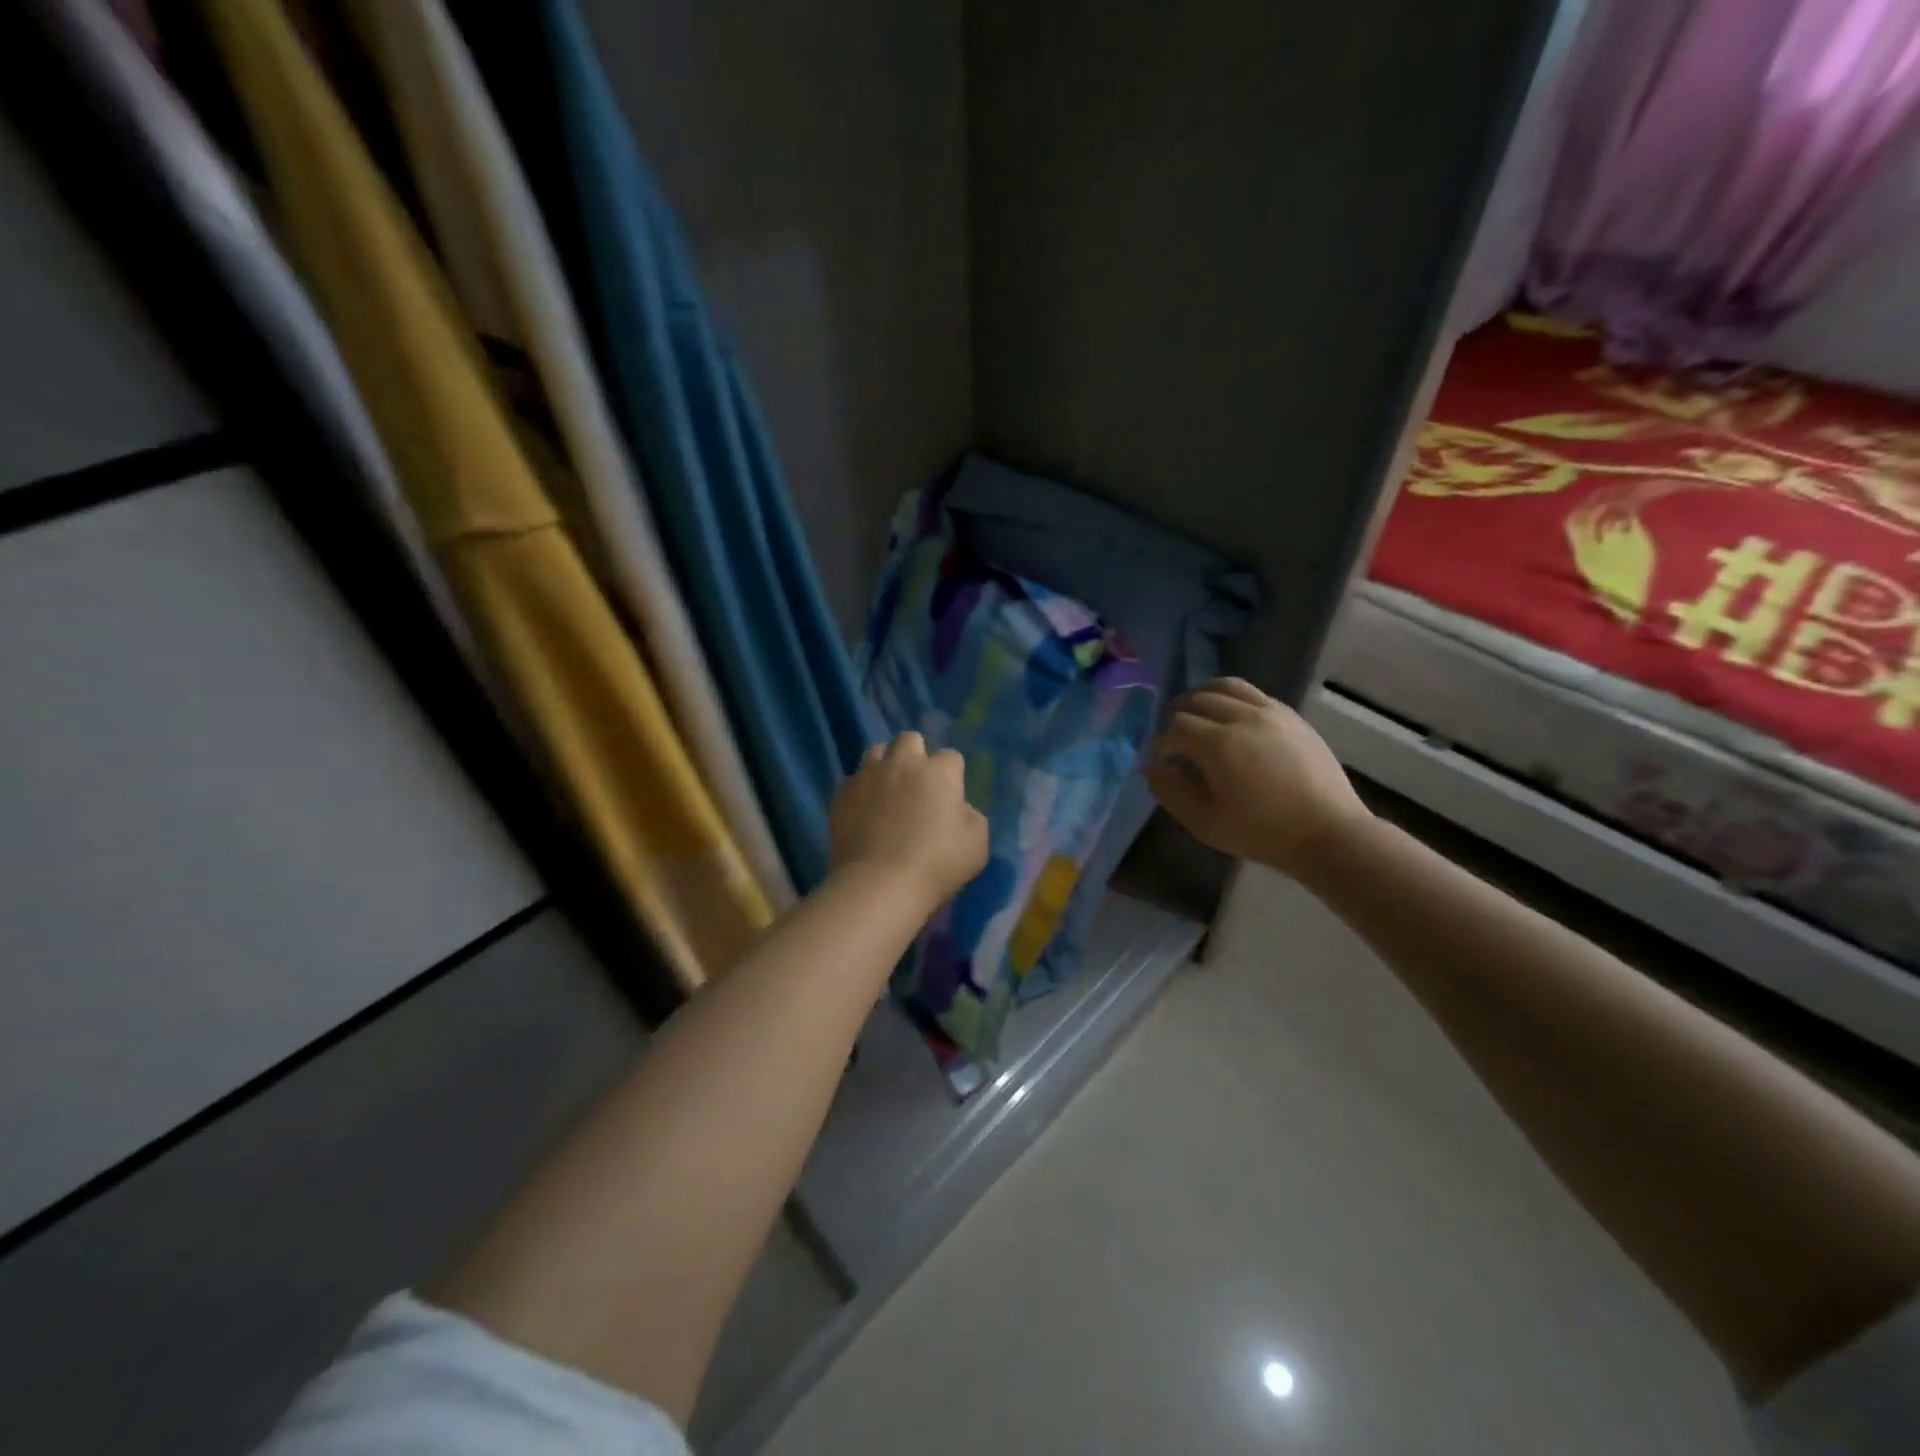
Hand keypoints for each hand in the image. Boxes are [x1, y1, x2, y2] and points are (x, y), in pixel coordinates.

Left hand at [830, 732, 988, 912]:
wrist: (879, 884)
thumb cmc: (936, 865)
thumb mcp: (976, 844)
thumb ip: (971, 816)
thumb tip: (958, 808)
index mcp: (938, 772)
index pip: (950, 756)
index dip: (952, 774)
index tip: (950, 796)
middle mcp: (902, 764)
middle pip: (910, 739)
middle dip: (916, 754)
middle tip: (917, 783)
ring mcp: (868, 776)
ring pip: (876, 750)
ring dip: (885, 763)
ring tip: (887, 788)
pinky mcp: (842, 794)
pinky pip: (853, 780)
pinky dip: (861, 789)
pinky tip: (864, 810)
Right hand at [1145, 678, 1370, 875]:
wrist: (1327, 832)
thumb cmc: (1261, 832)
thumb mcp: (1204, 822)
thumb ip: (1171, 792)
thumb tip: (1153, 768)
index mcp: (1219, 744)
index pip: (1176, 727)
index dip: (1162, 743)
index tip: (1163, 762)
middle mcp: (1243, 717)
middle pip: (1197, 700)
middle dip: (1179, 717)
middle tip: (1177, 740)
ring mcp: (1271, 712)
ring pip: (1226, 687)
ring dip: (1204, 697)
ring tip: (1198, 715)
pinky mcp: (1291, 716)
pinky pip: (1253, 693)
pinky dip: (1232, 698)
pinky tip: (1231, 718)